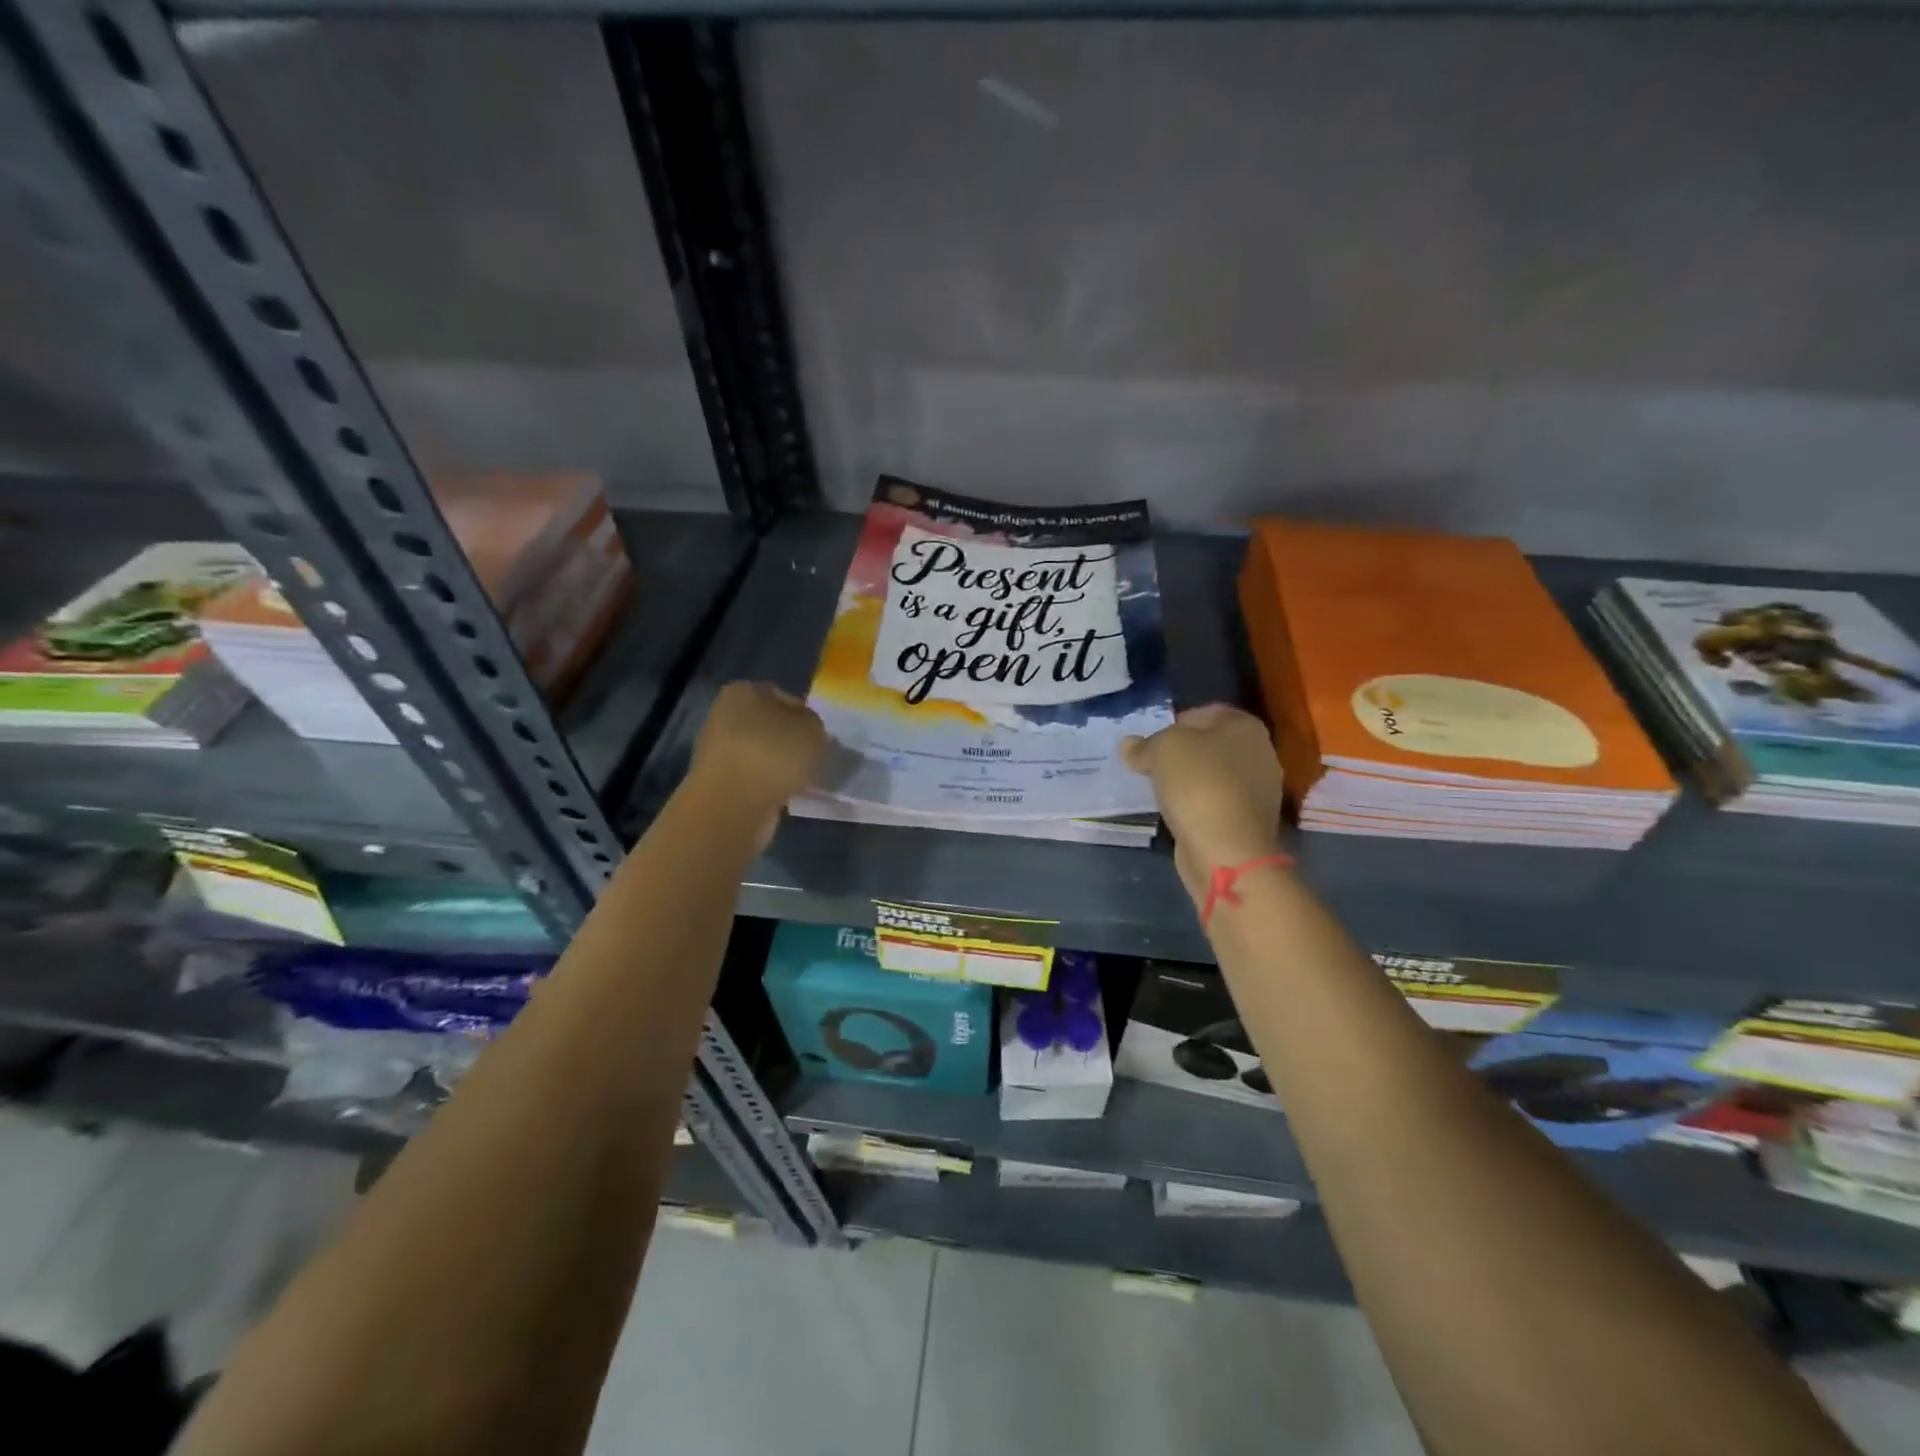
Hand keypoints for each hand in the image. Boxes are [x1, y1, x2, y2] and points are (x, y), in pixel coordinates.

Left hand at [689, 682, 827, 842]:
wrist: (732, 806)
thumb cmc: (773, 756)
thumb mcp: (812, 731)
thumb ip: (814, 725)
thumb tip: (806, 733)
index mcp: (743, 691)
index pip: (785, 698)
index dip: (806, 718)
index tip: (821, 739)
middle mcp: (724, 714)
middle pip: (770, 726)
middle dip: (791, 743)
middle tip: (815, 760)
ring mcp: (717, 750)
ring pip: (762, 753)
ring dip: (780, 766)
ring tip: (802, 781)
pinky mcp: (717, 781)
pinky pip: (753, 778)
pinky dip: (768, 785)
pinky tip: (785, 796)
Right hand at [1122, 704, 1284, 902]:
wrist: (1227, 849)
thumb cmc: (1198, 784)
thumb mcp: (1162, 750)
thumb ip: (1145, 744)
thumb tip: (1130, 745)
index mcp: (1245, 726)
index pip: (1205, 712)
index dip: (1175, 723)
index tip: (1153, 741)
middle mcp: (1260, 753)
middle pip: (1210, 744)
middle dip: (1181, 753)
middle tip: (1152, 764)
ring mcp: (1258, 790)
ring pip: (1213, 774)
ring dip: (1188, 780)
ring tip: (1160, 790)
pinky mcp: (1248, 820)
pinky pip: (1215, 801)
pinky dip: (1197, 804)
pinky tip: (1177, 812)